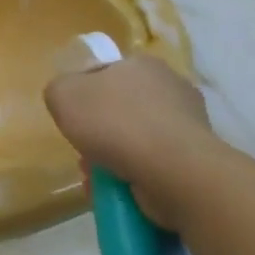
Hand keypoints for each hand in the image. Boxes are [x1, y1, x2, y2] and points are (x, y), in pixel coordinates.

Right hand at [44, 54, 213, 227]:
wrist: (174, 172)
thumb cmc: (115, 123)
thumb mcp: (62, 94)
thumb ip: (59, 90)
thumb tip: (69, 99)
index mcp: (143, 64)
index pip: (105, 73)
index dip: (84, 94)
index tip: (73, 117)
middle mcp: (172, 89)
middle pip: (121, 109)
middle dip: (99, 132)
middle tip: (83, 151)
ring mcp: (189, 126)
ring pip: (136, 141)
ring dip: (113, 159)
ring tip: (96, 179)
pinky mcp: (196, 161)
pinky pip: (154, 166)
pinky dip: (134, 177)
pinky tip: (117, 191)